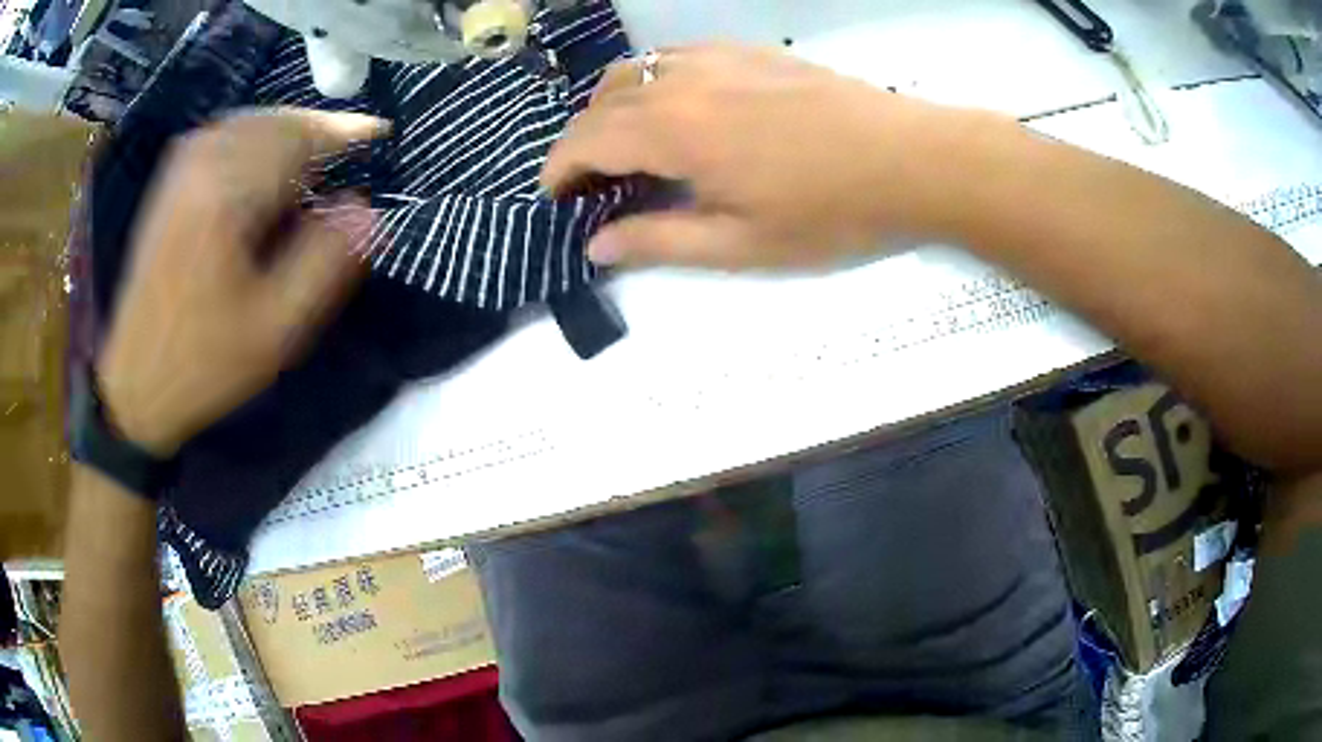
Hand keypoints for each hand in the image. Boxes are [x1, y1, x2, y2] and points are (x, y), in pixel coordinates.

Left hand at [97, 109, 388, 456]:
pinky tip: (270, 163)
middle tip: (352, 151)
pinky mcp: (173, 179)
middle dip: (319, 129)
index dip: (345, 131)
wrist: (134, 381)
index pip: (299, 136)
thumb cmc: (203, 362)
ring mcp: (183, 166)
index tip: (381, 133)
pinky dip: (259, 137)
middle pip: (276, 121)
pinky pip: (228, 134)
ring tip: (318, 158)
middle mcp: (203, 163)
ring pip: (253, 122)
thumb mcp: (275, 331)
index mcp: (227, 195)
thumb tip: (366, 209)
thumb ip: (324, 264)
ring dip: (291, 131)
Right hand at [542, 44, 1011, 268]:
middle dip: (582, 143)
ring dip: (613, 107)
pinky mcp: (748, 51)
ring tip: (627, 146)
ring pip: (635, 71)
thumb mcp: (740, 244)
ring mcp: (717, 57)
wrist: (909, 160)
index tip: (557, 199)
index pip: (586, 141)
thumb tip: (596, 245)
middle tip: (592, 183)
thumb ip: (658, 241)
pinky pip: (675, 56)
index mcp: (673, 129)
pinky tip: (676, 106)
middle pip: (602, 102)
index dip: (559, 170)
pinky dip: (653, 81)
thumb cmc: (829, 212)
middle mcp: (682, 81)